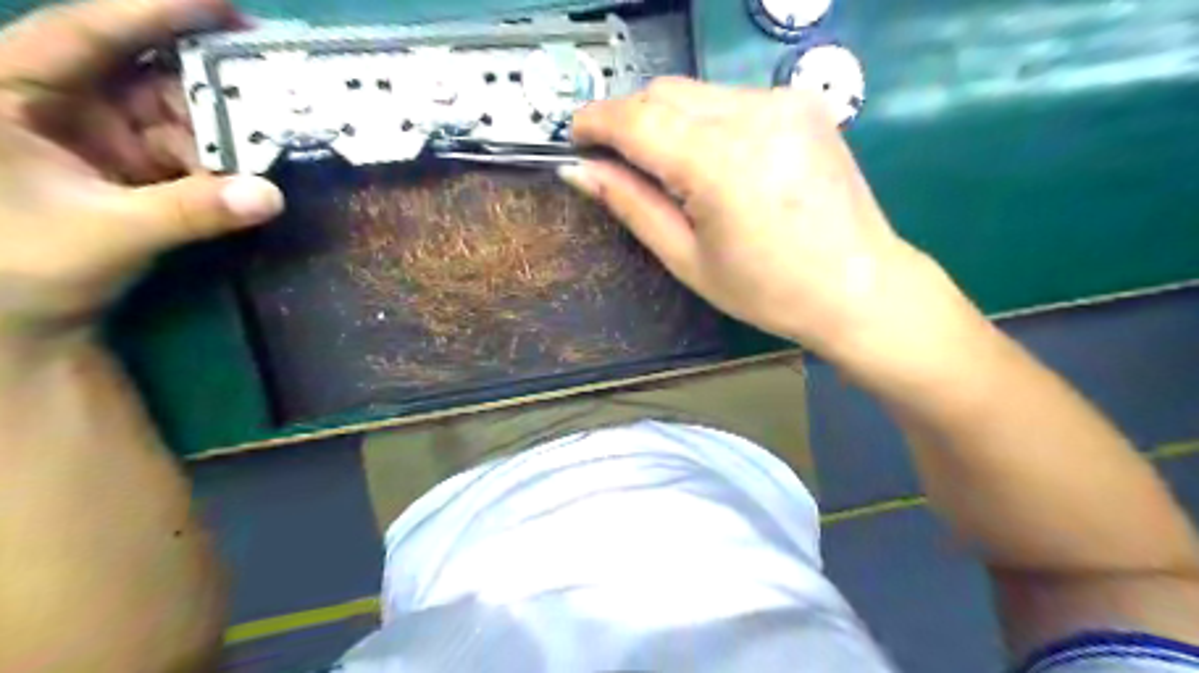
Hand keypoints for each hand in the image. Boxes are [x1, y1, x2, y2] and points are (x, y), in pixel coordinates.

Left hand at [1, 1, 280, 345]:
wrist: (24, 316)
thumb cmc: (25, 268)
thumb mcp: (109, 233)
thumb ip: (191, 211)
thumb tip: (271, 196)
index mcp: (10, 91)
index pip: (87, 31)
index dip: (156, 10)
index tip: (226, 6)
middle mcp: (56, 98)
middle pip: (145, 67)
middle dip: (210, 80)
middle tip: (274, 83)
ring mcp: (97, 130)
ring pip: (174, 109)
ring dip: (223, 127)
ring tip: (270, 140)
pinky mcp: (130, 160)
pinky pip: (187, 145)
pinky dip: (220, 157)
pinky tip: (247, 170)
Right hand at [567, 76, 966, 361]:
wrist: (859, 286)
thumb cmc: (768, 291)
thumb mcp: (687, 259)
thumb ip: (632, 205)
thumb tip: (580, 171)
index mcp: (720, 164)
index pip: (637, 119)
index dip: (596, 122)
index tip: (574, 137)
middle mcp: (753, 115)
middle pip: (664, 93)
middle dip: (629, 120)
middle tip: (618, 162)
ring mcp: (784, 102)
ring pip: (696, 92)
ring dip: (667, 121)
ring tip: (670, 170)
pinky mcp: (803, 103)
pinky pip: (731, 100)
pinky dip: (705, 122)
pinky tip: (715, 163)